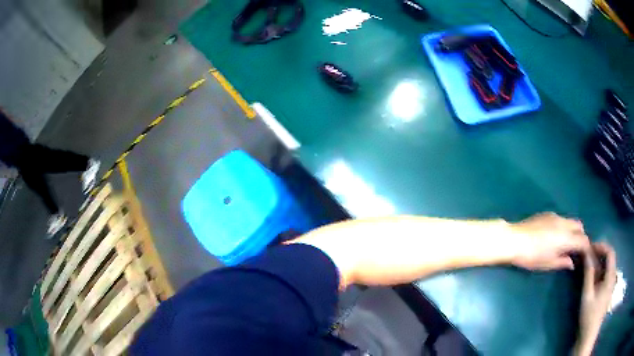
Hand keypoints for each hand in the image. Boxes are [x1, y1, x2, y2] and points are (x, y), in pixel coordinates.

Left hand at [509, 212, 589, 270]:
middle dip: (581, 236)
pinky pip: (562, 219)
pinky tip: (556, 235)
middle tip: (577, 249)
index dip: (586, 247)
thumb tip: (572, 263)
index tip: (586, 255)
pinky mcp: (547, 214)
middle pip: (579, 226)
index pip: (583, 240)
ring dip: (573, 230)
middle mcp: (564, 223)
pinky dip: (564, 226)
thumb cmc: (532, 256)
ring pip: (571, 221)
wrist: (514, 239)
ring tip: (567, 243)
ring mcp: (555, 216)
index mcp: (566, 238)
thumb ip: (562, 262)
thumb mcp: (548, 263)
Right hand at [574, 243, 616, 355]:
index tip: (590, 247)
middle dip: (599, 253)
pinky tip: (591, 275)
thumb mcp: (587, 295)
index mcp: (611, 276)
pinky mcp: (607, 290)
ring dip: (599, 262)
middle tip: (587, 254)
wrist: (589, 335)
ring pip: (607, 266)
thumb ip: (588, 273)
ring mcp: (610, 283)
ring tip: (588, 263)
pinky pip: (605, 274)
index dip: (602, 246)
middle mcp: (613, 276)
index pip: (610, 252)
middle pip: (609, 258)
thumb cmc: (589, 315)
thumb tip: (586, 253)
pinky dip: (599, 271)